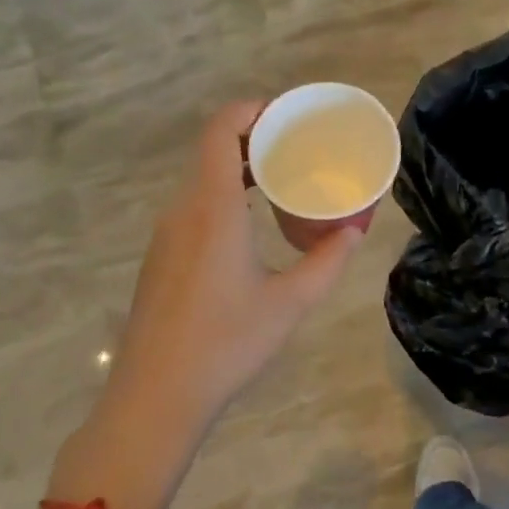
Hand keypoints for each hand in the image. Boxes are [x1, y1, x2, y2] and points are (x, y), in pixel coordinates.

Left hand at [101, 101, 364, 446]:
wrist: (153, 399)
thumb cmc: (225, 343)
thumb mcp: (289, 303)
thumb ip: (327, 262)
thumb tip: (354, 231)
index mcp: (212, 207)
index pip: (221, 129)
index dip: (250, 109)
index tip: (286, 114)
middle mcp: (184, 209)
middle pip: (212, 148)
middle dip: (253, 136)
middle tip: (295, 145)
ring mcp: (167, 233)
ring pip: (201, 177)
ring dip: (237, 166)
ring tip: (279, 177)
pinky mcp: (161, 255)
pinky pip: (193, 203)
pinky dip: (222, 192)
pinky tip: (248, 221)